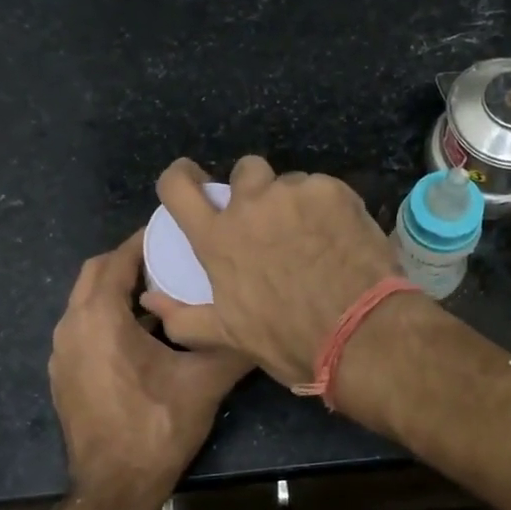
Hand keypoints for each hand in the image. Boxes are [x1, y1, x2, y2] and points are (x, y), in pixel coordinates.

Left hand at [49, 230, 251, 508]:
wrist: (113, 489)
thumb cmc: (156, 427)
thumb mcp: (204, 382)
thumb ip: (232, 345)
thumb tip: (261, 321)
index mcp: (99, 317)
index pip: (118, 259)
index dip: (145, 241)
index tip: (175, 233)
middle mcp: (72, 326)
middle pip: (96, 274)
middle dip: (129, 262)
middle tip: (170, 259)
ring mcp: (62, 353)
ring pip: (86, 301)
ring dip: (118, 290)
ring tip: (161, 292)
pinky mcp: (64, 375)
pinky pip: (84, 328)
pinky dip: (107, 317)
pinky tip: (143, 335)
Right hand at [140, 156, 398, 386]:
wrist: (360, 332)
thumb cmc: (288, 339)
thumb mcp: (229, 336)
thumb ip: (182, 318)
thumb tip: (150, 300)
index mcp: (218, 238)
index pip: (178, 187)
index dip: (180, 178)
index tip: (191, 180)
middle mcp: (251, 205)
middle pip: (243, 170)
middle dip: (253, 188)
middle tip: (270, 221)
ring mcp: (294, 193)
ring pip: (289, 183)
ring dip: (294, 203)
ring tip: (314, 237)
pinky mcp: (333, 191)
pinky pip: (323, 190)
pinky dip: (328, 208)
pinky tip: (340, 237)